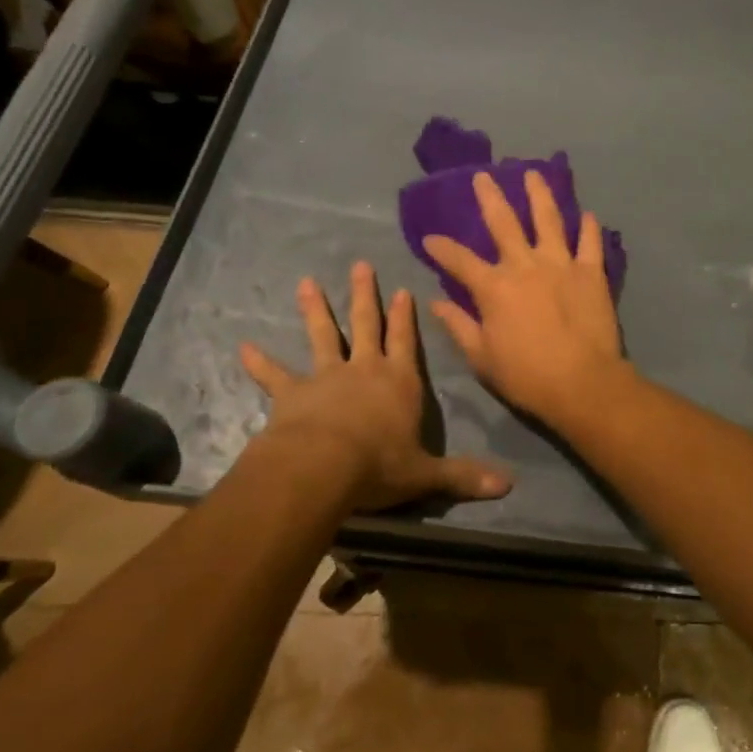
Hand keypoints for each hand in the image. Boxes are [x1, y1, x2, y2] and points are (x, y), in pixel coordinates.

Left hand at [239, 263, 511, 510]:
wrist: (322, 468)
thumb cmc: (380, 466)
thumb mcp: (426, 474)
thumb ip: (464, 476)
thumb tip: (509, 486)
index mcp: (400, 381)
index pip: (407, 341)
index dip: (406, 316)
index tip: (404, 289)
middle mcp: (366, 369)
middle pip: (367, 325)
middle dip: (365, 295)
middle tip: (359, 265)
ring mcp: (327, 377)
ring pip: (323, 336)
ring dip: (315, 310)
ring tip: (306, 283)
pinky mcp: (293, 394)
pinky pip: (274, 375)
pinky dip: (259, 363)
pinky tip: (243, 347)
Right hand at [422, 170, 630, 424]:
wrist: (582, 382)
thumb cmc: (526, 375)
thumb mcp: (482, 357)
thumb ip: (459, 326)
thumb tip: (436, 303)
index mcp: (494, 287)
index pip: (460, 260)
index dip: (441, 248)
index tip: (429, 238)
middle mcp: (525, 265)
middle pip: (504, 223)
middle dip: (490, 197)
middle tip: (484, 175)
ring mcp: (561, 264)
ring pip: (549, 219)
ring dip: (540, 195)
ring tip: (534, 174)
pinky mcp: (592, 272)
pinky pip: (590, 242)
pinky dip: (589, 227)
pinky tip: (588, 214)